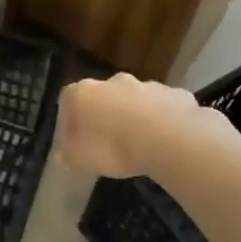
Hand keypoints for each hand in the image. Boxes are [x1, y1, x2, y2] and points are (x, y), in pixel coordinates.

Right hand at [58, 74, 203, 178]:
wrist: (169, 139)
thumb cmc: (114, 147)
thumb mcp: (80, 159)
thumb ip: (69, 154)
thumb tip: (64, 154)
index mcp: (85, 93)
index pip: (69, 100)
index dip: (71, 121)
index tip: (76, 141)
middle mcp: (114, 82)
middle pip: (104, 96)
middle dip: (106, 115)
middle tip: (109, 141)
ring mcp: (147, 85)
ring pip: (137, 100)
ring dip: (136, 116)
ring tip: (140, 144)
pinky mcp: (176, 95)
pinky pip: (165, 108)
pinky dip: (163, 120)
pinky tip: (166, 141)